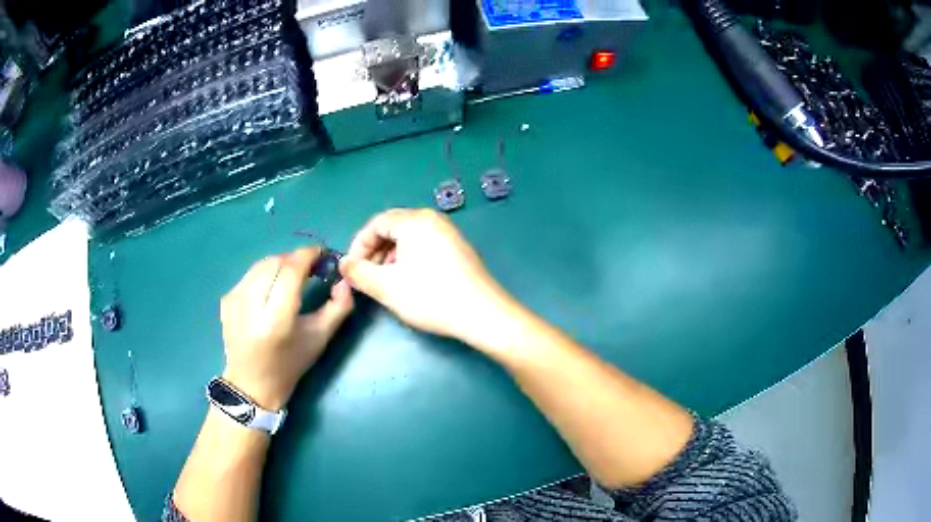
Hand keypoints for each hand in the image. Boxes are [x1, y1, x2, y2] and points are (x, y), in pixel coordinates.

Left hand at [220, 247, 353, 410]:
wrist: (251, 384)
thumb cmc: (289, 366)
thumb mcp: (319, 339)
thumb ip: (338, 307)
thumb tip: (344, 280)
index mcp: (275, 320)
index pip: (291, 271)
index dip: (308, 256)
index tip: (322, 254)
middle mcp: (250, 306)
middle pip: (275, 262)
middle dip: (295, 260)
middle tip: (310, 269)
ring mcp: (234, 300)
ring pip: (261, 264)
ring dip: (280, 265)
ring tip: (291, 278)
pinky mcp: (226, 299)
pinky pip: (250, 275)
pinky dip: (265, 275)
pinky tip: (271, 291)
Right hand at [340, 209, 514, 349]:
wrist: (482, 314)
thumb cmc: (430, 296)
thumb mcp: (387, 286)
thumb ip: (359, 273)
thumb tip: (344, 264)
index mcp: (415, 221)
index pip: (376, 223)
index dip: (358, 245)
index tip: (351, 269)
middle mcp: (433, 220)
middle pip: (393, 228)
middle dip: (374, 252)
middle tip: (366, 277)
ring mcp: (449, 234)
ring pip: (409, 239)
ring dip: (390, 257)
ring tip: (385, 283)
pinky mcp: (458, 249)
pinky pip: (425, 247)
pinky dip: (409, 260)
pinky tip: (408, 282)